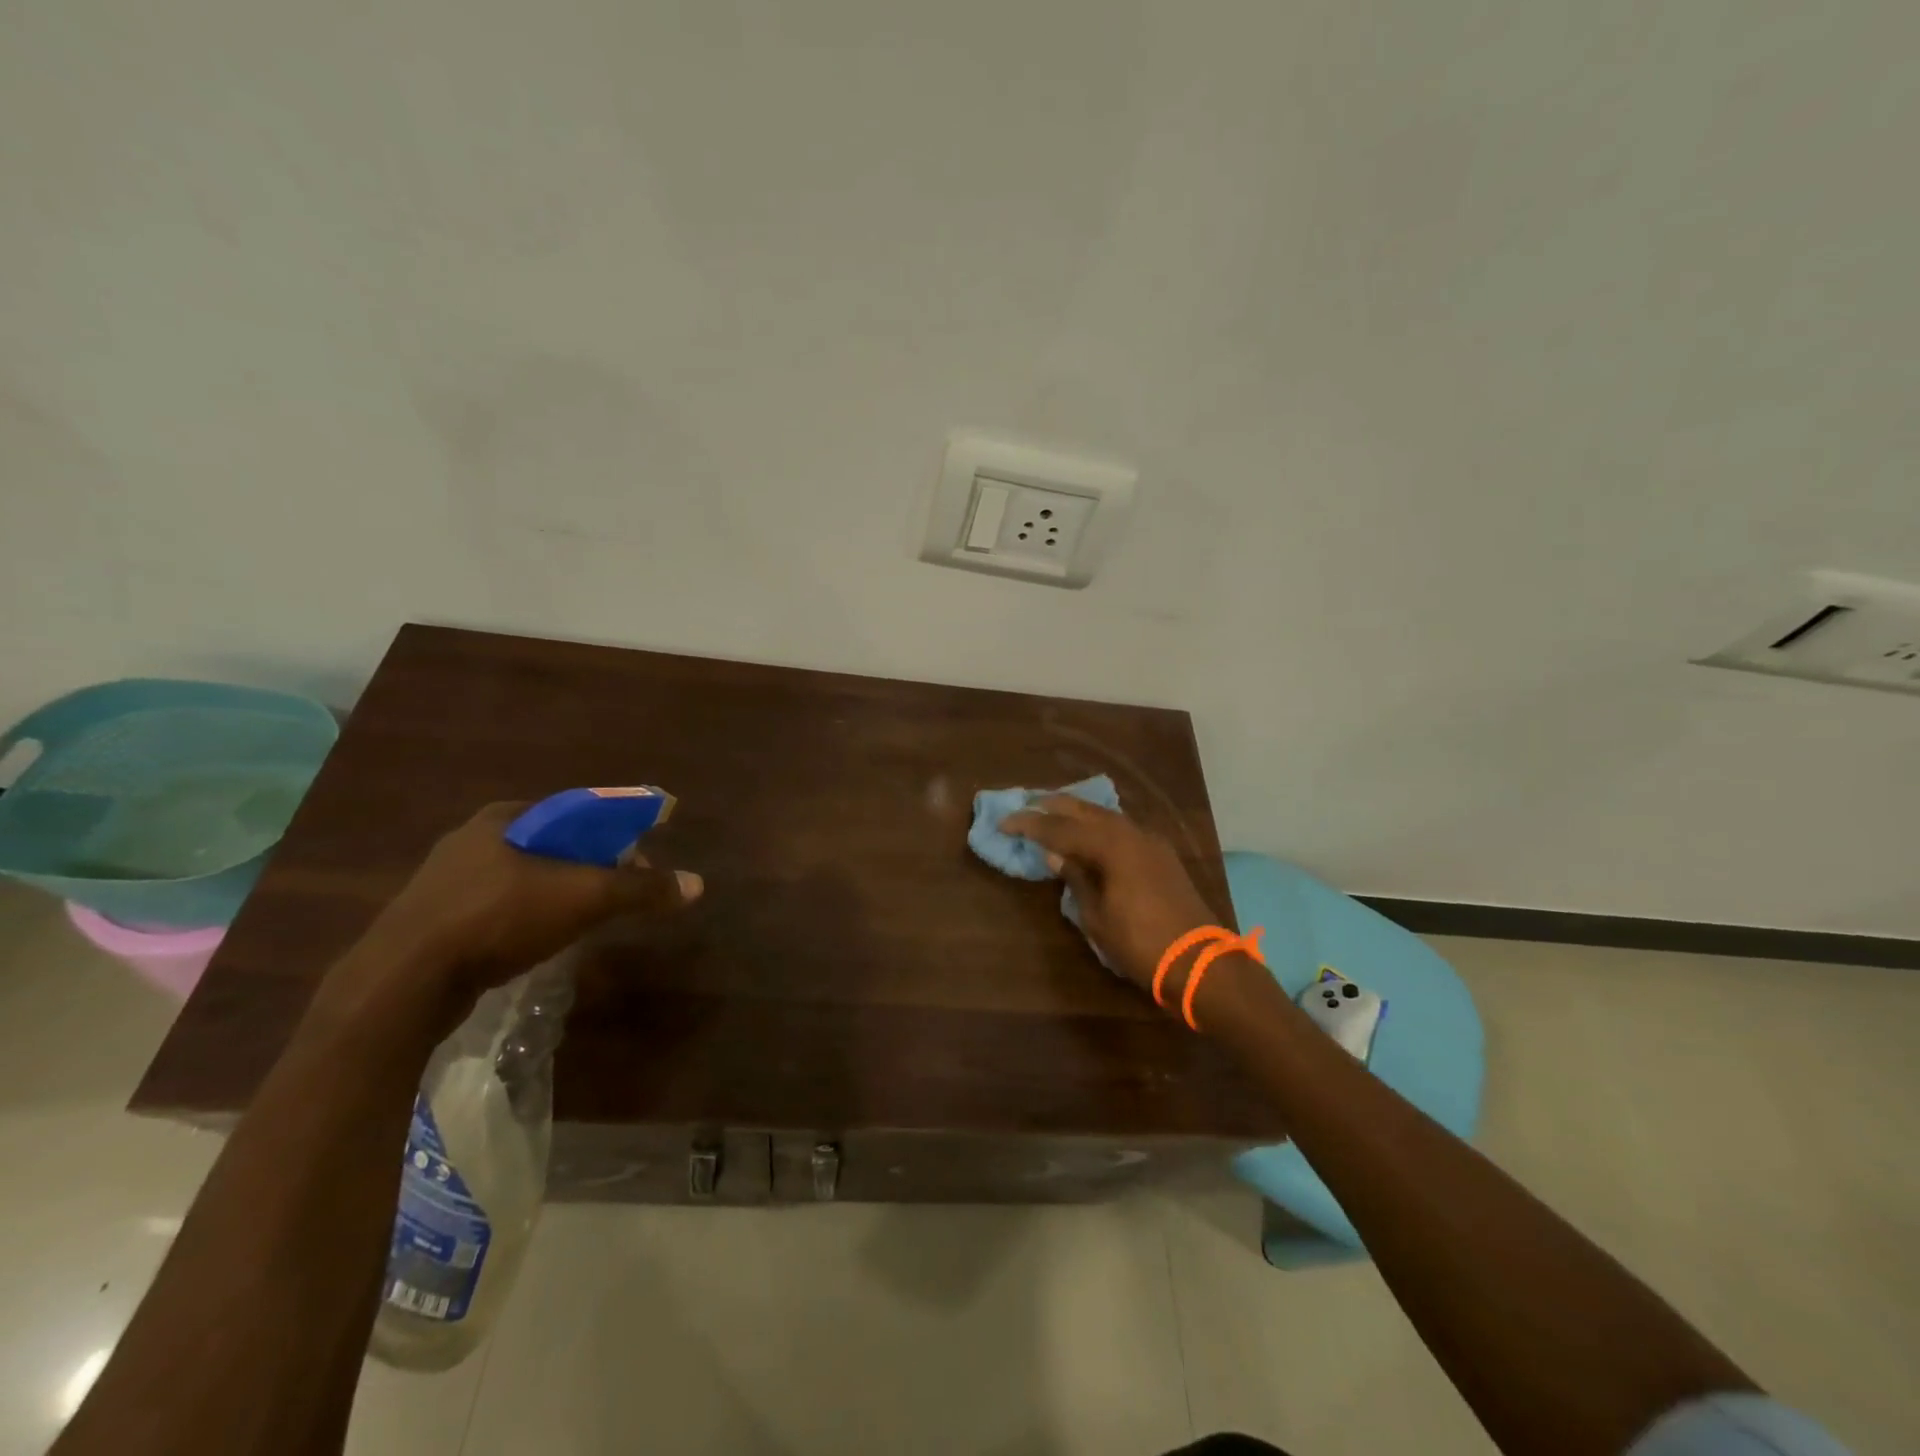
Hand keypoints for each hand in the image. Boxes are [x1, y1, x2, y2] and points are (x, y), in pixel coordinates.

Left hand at [356, 800, 702, 1004]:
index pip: (578, 812)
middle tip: (617, 893)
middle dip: (590, 866)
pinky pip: (497, 907)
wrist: (402, 984)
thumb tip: (697, 884)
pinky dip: (527, 917)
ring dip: (559, 893)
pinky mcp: (432, 920)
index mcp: (505, 817)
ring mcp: (445, 881)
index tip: (640, 860)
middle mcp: (472, 839)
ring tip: (585, 919)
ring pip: (524, 878)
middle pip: (553, 845)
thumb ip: (641, 889)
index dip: (616, 832)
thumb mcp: (585, 898)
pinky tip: (539, 941)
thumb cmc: (500, 918)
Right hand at [1002, 796, 1215, 995]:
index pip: (1060, 828)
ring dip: (1078, 813)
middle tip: (1027, 804)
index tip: (1004, 822)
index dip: (1030, 824)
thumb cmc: (1141, 944)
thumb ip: (1076, 879)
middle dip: (1054, 806)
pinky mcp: (1162, 855)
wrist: (1200, 963)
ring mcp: (1151, 842)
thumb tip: (1055, 855)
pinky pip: (1123, 829)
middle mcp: (1132, 834)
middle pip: (1086, 810)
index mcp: (1112, 846)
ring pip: (1107, 816)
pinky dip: (1099, 826)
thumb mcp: (1097, 916)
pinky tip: (1089, 833)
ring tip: (1053, 813)